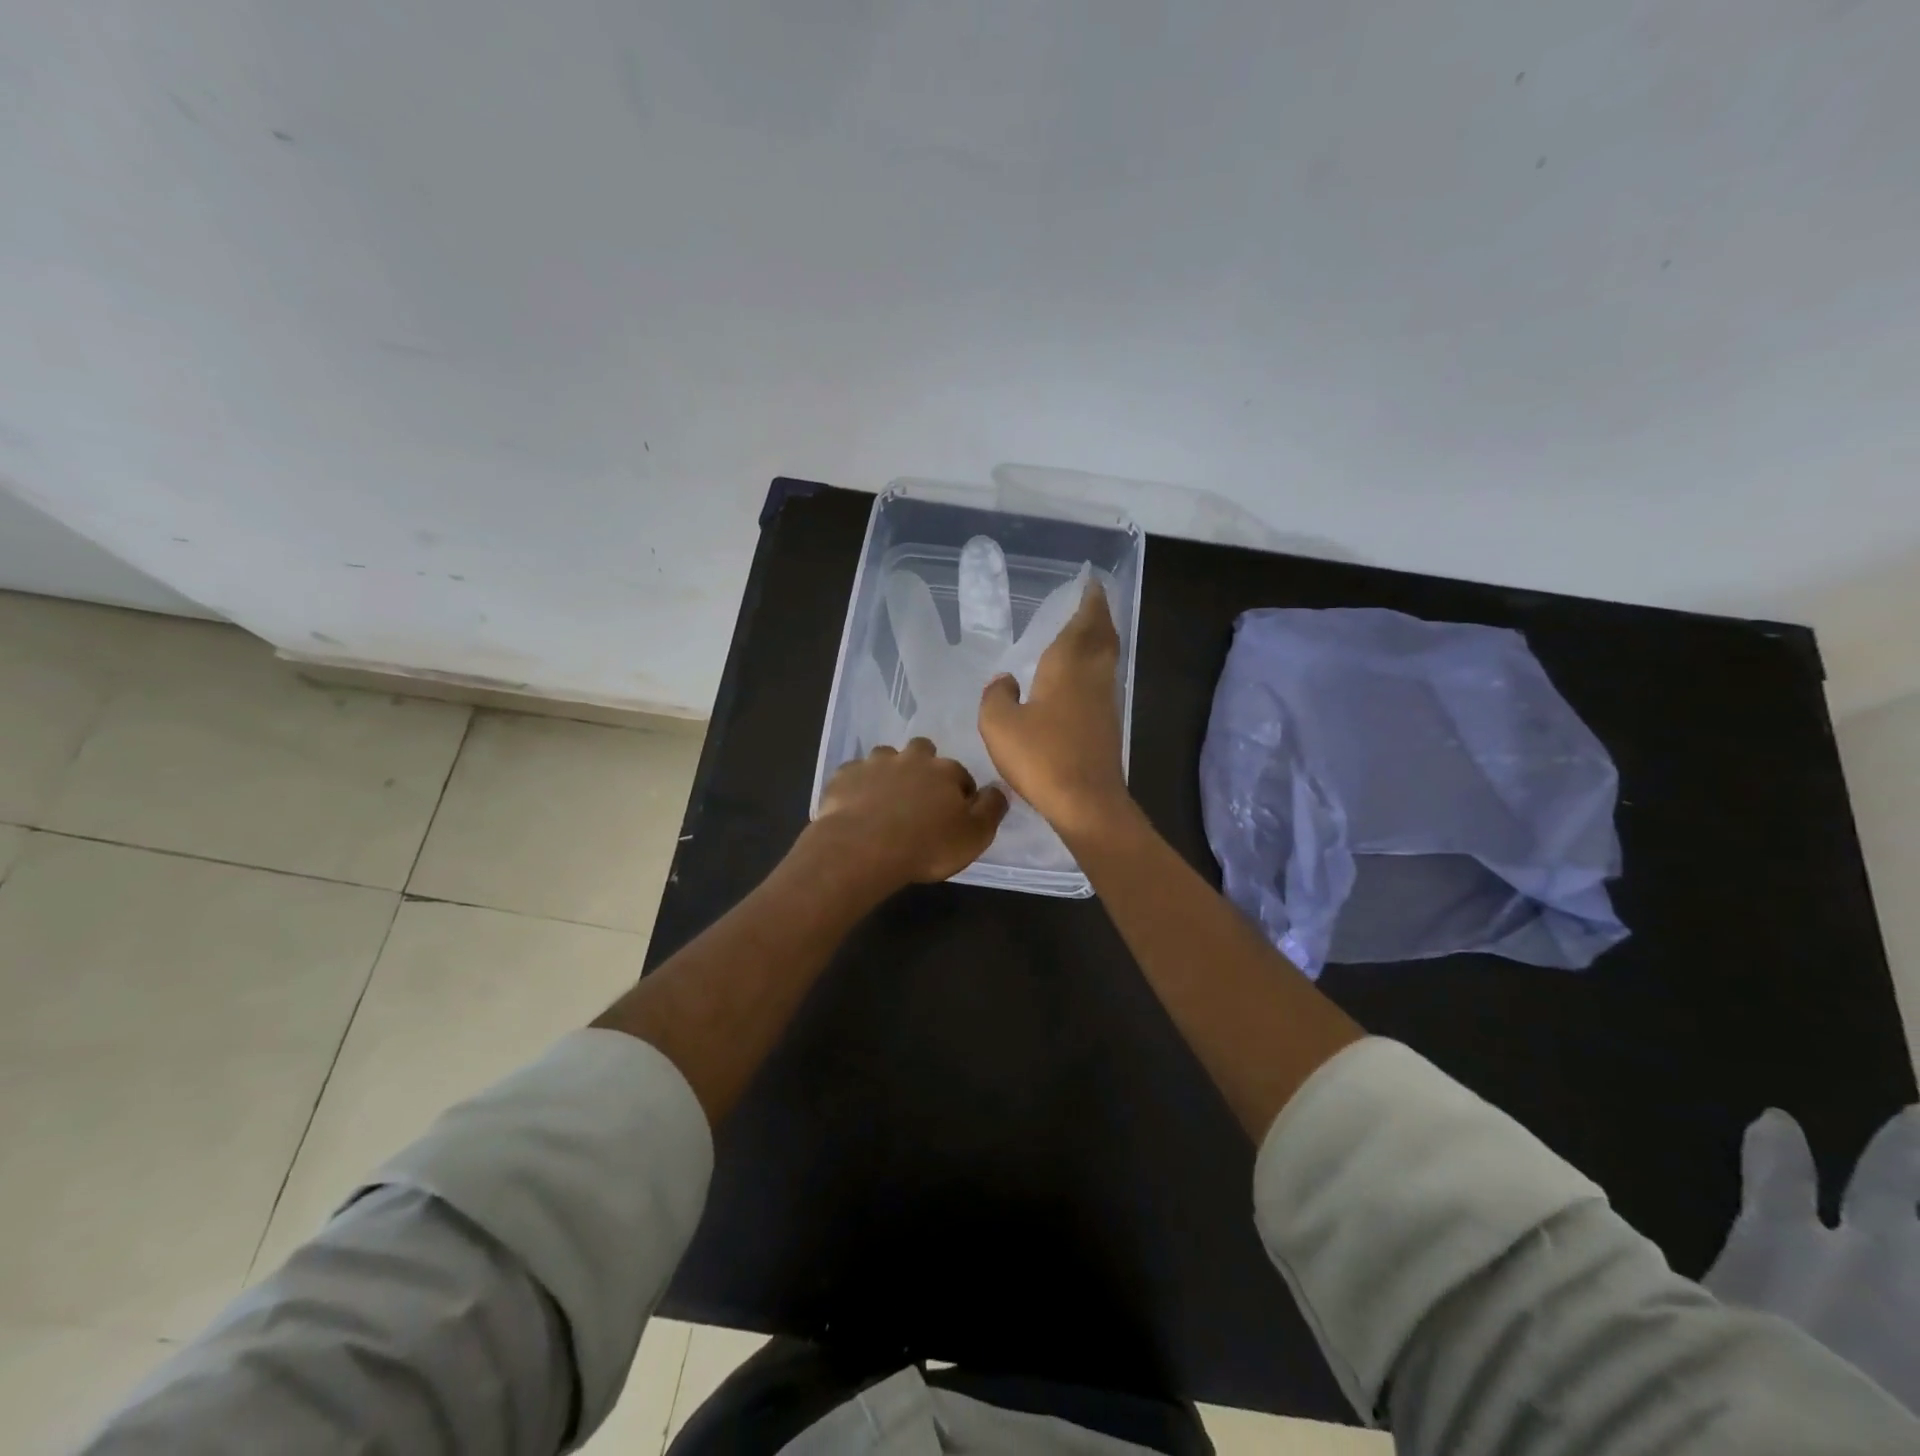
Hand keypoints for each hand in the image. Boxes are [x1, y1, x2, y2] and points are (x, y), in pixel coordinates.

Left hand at [805, 739, 1008, 892]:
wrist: (863, 848)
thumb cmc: (926, 845)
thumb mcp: (974, 836)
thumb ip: (991, 809)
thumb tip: (998, 789)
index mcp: (945, 771)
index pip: (960, 774)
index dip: (959, 793)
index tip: (953, 814)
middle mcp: (911, 758)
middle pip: (923, 752)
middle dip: (923, 768)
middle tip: (919, 799)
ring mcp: (874, 763)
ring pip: (886, 757)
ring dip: (889, 772)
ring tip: (886, 800)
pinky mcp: (844, 776)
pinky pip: (854, 774)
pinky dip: (858, 785)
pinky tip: (857, 805)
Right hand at [978, 580, 1130, 840]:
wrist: (1086, 802)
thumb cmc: (1041, 757)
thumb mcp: (999, 724)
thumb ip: (996, 695)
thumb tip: (1005, 680)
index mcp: (1067, 666)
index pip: (1082, 622)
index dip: (1089, 601)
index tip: (1091, 583)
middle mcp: (1092, 676)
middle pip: (1103, 636)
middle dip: (1099, 615)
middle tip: (1093, 600)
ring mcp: (1105, 701)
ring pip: (1107, 658)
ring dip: (1100, 639)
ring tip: (1087, 630)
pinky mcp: (1108, 724)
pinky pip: (1104, 680)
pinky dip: (1096, 665)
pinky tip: (1081, 677)